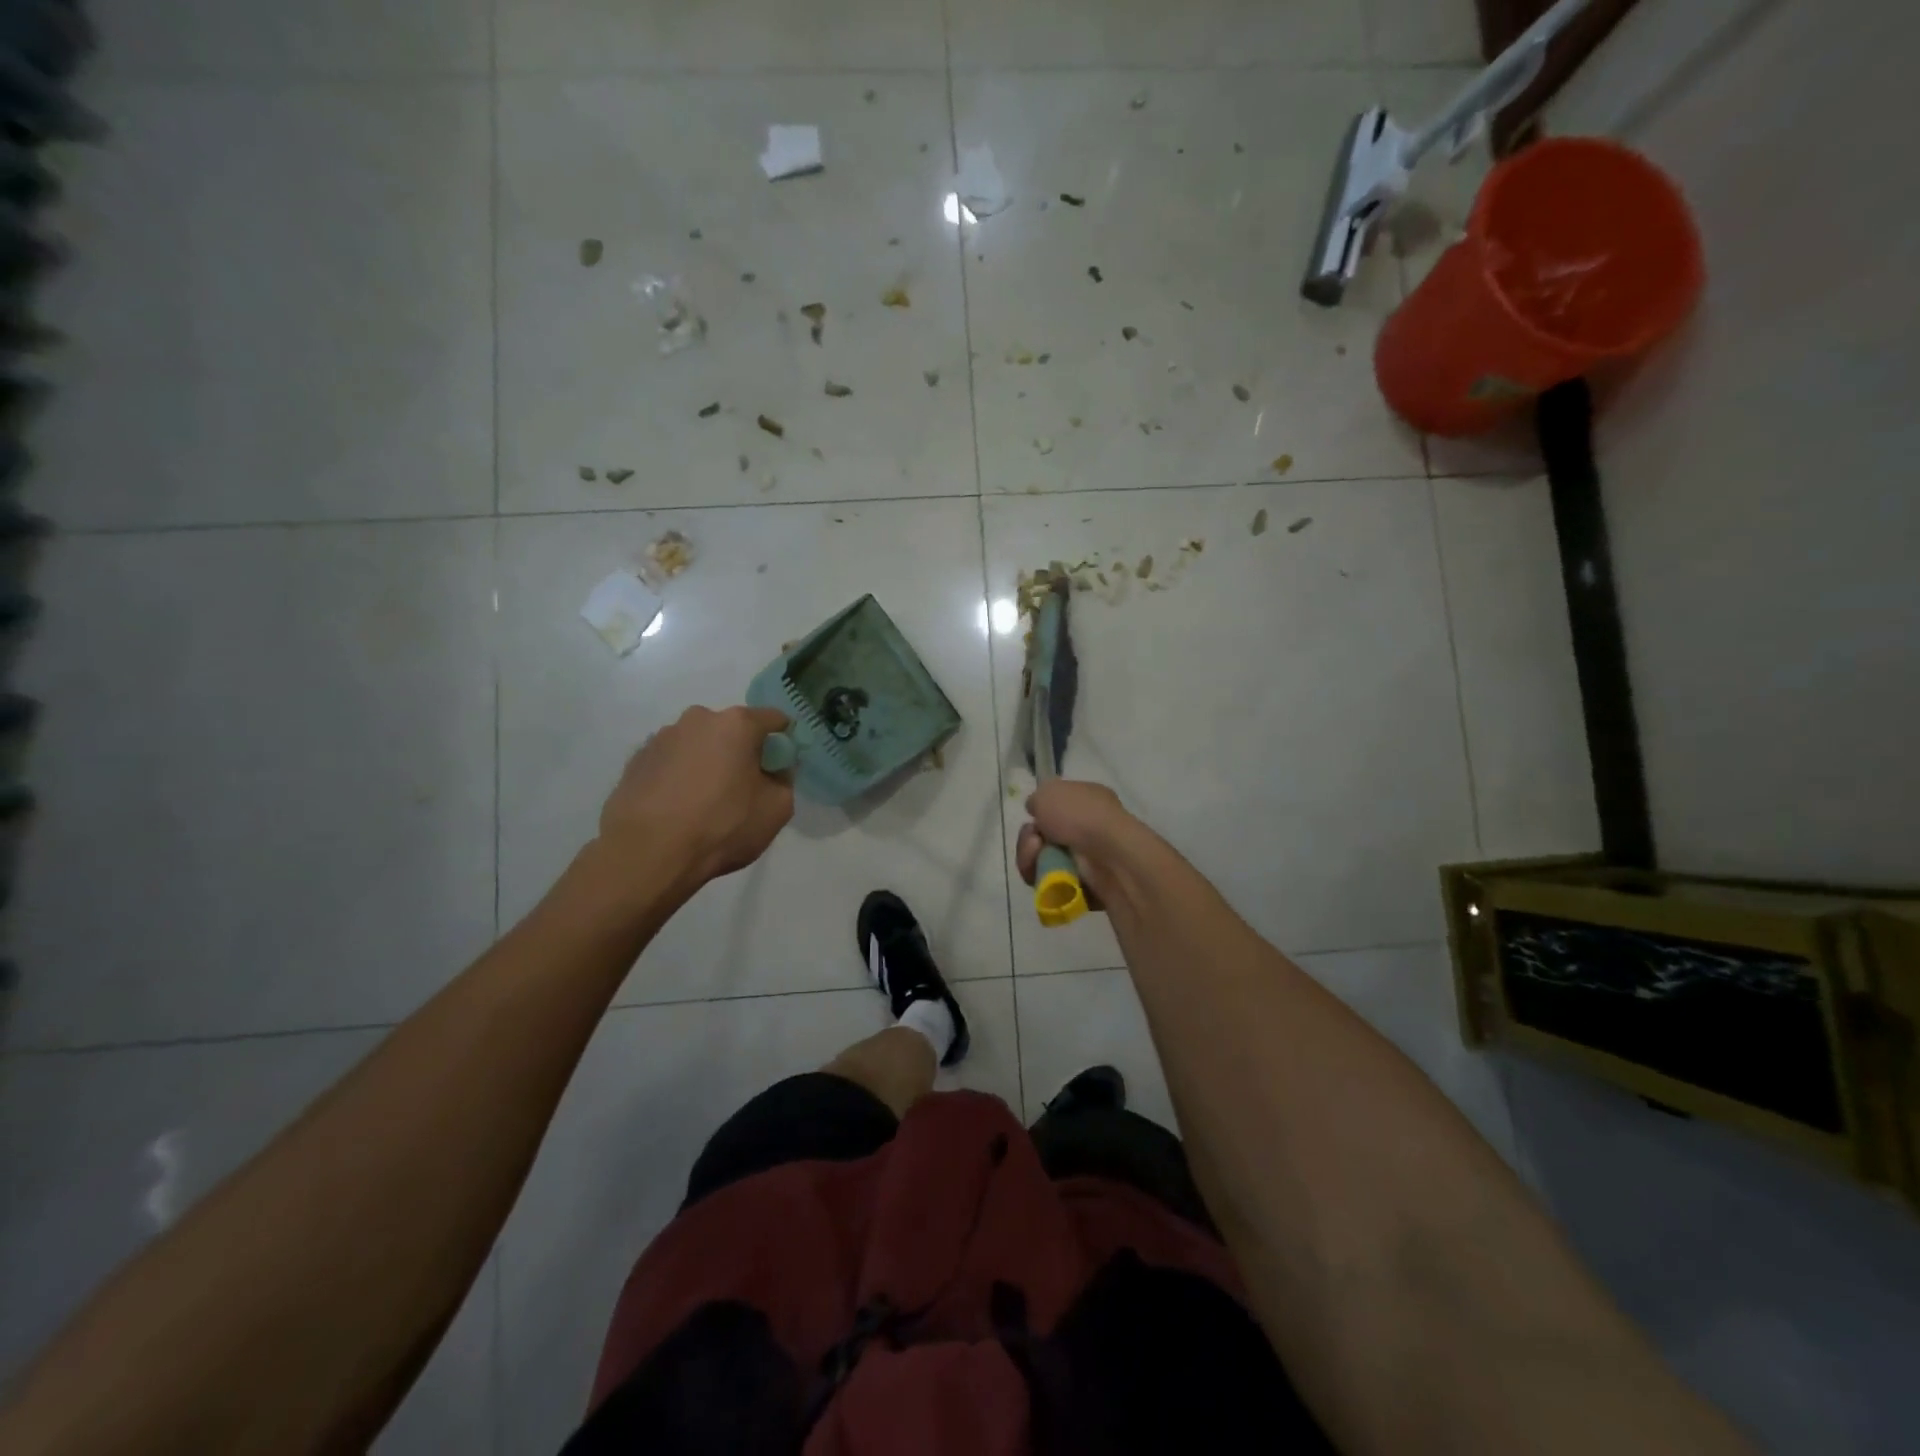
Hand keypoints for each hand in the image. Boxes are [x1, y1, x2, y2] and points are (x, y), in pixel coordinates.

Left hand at [599, 705, 794, 887]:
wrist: (647, 854)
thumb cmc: (721, 827)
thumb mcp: (777, 809)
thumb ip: (785, 780)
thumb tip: (773, 770)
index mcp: (737, 724)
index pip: (774, 719)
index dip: (783, 741)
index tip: (781, 767)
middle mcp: (698, 719)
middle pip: (732, 729)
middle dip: (741, 751)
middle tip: (742, 788)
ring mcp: (662, 737)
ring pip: (699, 744)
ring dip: (708, 762)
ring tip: (703, 801)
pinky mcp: (636, 759)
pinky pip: (671, 761)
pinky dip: (679, 775)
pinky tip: (677, 806)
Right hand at [1015, 780, 1137, 908]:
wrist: (1109, 856)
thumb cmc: (1081, 816)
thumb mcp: (1049, 791)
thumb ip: (1038, 798)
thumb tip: (1037, 811)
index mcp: (1088, 801)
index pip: (1057, 808)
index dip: (1039, 813)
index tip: (1032, 817)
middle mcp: (1090, 829)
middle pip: (1044, 839)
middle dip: (1029, 841)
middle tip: (1033, 842)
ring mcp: (1089, 860)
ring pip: (1043, 863)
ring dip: (1032, 859)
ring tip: (1037, 857)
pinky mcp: (1085, 888)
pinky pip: (1052, 887)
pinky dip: (1044, 882)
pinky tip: (1048, 877)